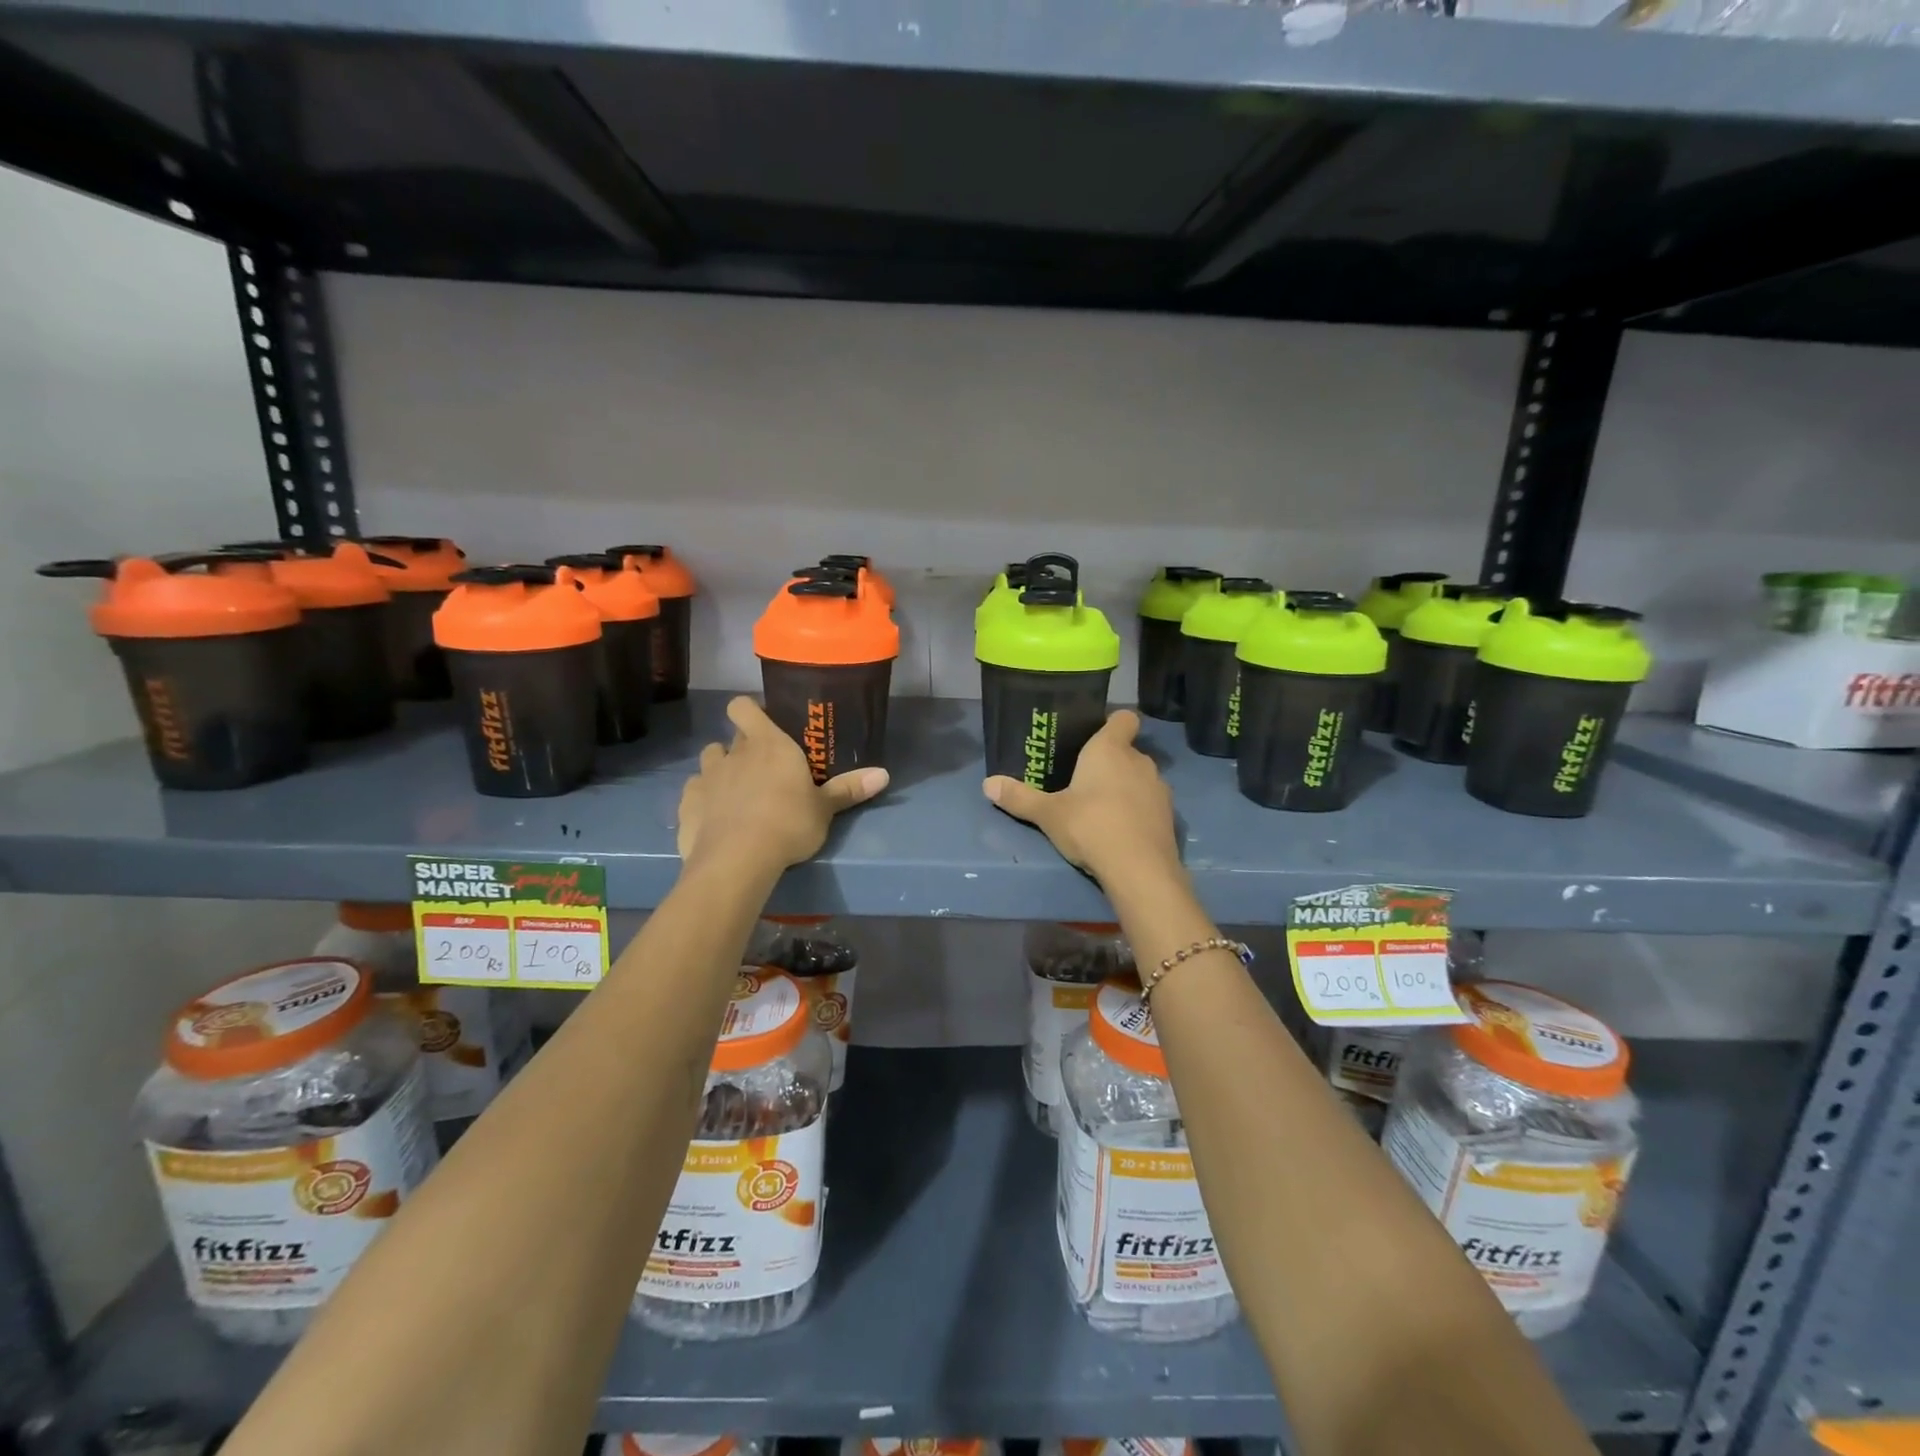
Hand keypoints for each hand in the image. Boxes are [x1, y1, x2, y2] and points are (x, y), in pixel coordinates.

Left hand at [678, 697, 888, 873]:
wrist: (738, 859)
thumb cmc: (788, 823)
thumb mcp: (825, 809)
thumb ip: (849, 789)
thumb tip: (884, 774)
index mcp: (768, 744)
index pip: (744, 707)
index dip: (750, 711)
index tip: (763, 723)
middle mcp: (734, 753)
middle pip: (732, 736)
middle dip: (744, 746)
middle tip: (763, 768)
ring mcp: (706, 778)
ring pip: (710, 759)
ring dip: (721, 769)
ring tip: (736, 791)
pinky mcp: (687, 805)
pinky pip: (694, 791)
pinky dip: (703, 798)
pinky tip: (715, 816)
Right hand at [983, 710, 1181, 890]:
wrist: (1139, 869)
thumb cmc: (1090, 826)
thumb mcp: (1047, 814)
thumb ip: (1019, 797)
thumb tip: (987, 784)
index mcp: (1110, 749)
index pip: (1124, 718)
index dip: (1112, 723)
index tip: (1094, 735)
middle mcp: (1139, 761)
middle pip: (1127, 750)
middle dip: (1110, 762)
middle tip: (1083, 780)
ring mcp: (1159, 789)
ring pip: (1139, 778)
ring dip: (1125, 787)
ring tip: (1101, 808)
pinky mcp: (1169, 817)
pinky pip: (1150, 804)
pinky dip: (1137, 811)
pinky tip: (1120, 831)